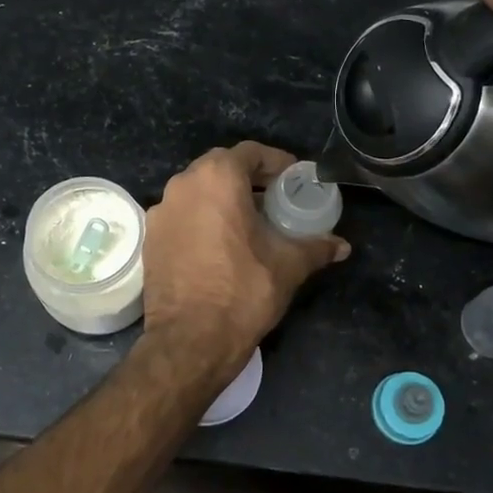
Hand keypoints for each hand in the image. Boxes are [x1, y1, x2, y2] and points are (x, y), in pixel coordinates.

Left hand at [141, 142, 348, 379]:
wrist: (191, 339)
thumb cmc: (244, 291)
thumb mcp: (288, 265)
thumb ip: (316, 247)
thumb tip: (342, 245)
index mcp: (217, 178)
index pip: (250, 153)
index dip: (275, 162)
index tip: (293, 178)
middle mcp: (183, 185)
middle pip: (220, 167)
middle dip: (248, 178)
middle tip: (273, 197)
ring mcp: (161, 211)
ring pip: (197, 190)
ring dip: (222, 197)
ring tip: (248, 221)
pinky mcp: (150, 237)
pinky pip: (180, 214)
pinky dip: (201, 218)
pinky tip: (219, 243)